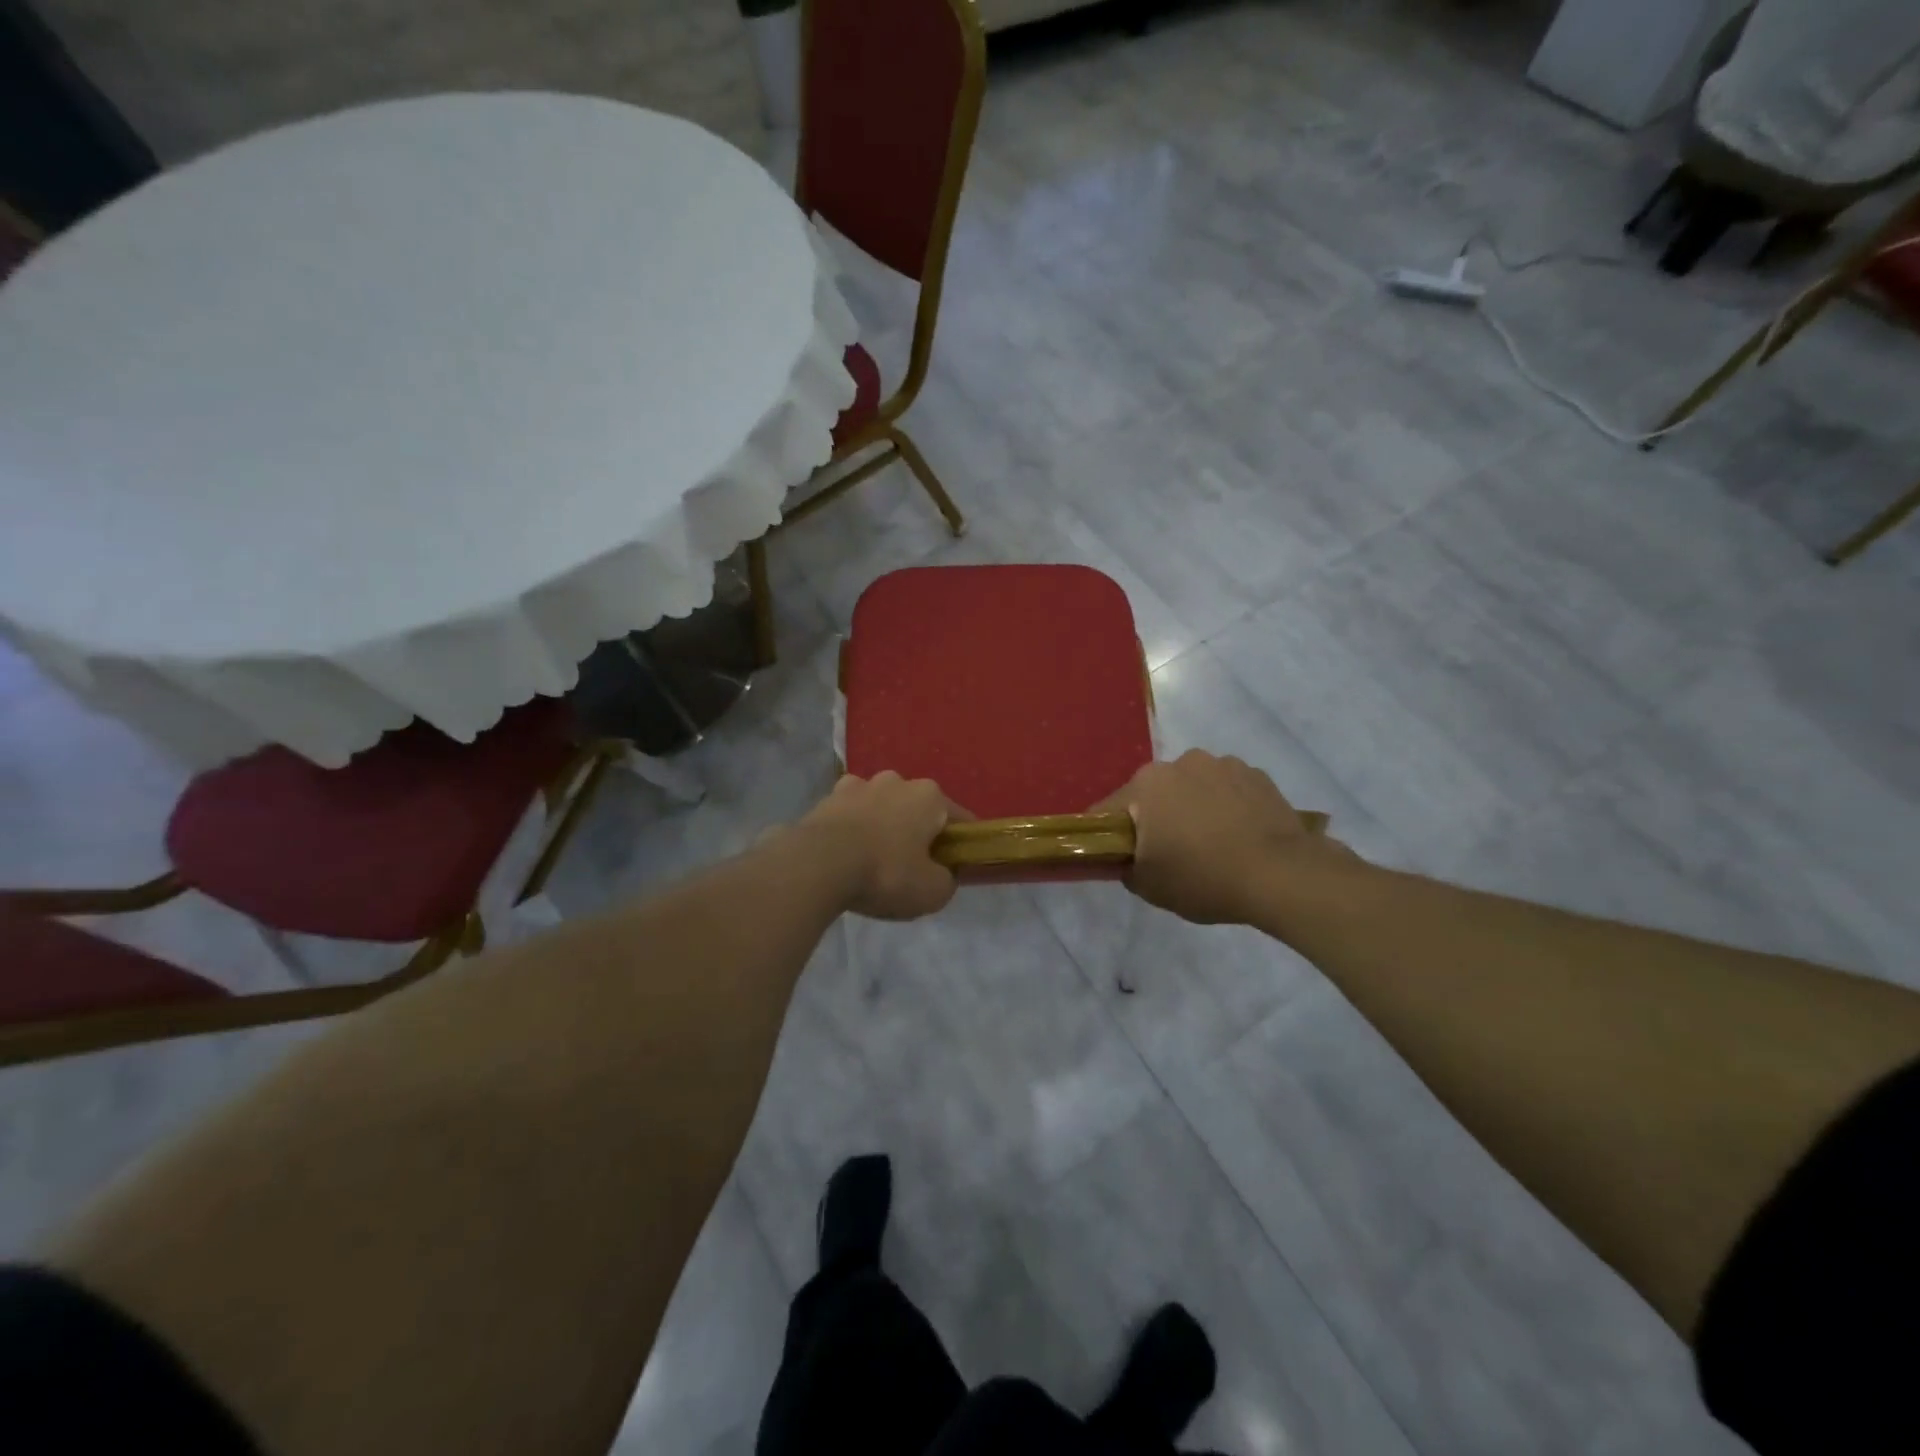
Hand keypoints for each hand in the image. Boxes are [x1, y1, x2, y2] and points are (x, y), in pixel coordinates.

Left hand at [798, 772, 963, 920]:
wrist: (818, 865)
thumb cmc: (886, 873)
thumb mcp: (932, 891)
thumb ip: (947, 880)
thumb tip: (942, 874)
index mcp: (929, 796)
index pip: (958, 818)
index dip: (960, 843)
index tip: (955, 866)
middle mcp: (896, 781)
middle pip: (916, 809)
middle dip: (916, 832)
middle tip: (912, 867)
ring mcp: (857, 785)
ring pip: (880, 808)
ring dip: (881, 827)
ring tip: (873, 861)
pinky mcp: (826, 799)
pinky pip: (849, 816)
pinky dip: (851, 831)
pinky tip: (845, 856)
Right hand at [1098, 751, 1352, 924]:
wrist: (1282, 875)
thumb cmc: (1204, 878)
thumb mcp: (1149, 887)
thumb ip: (1125, 867)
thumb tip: (1127, 858)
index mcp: (1146, 785)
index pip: (1109, 810)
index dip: (1109, 836)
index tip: (1119, 857)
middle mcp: (1180, 763)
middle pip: (1154, 794)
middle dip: (1156, 817)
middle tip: (1170, 853)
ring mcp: (1222, 764)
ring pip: (1192, 787)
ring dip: (1193, 807)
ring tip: (1212, 843)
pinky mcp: (1256, 774)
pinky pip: (1227, 789)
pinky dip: (1226, 806)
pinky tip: (1240, 835)